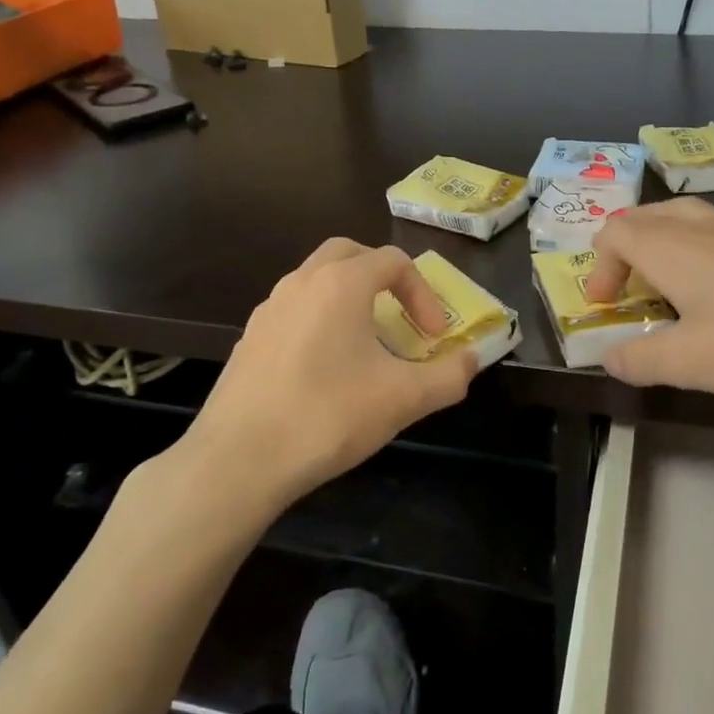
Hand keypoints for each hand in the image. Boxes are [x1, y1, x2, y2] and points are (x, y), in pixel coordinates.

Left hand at [170, 238, 478, 508]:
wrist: (240, 459)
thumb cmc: (329, 416)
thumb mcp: (404, 399)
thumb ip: (449, 376)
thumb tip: (473, 360)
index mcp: (340, 284)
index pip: (393, 261)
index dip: (424, 294)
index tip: (433, 337)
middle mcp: (301, 283)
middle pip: (349, 254)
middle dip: (383, 277)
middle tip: (400, 314)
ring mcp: (269, 309)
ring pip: (317, 281)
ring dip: (349, 298)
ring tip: (366, 344)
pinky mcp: (250, 339)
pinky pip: (294, 311)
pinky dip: (320, 321)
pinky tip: (325, 369)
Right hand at [582, 199, 713, 396]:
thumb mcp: (691, 362)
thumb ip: (639, 360)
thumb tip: (609, 357)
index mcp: (671, 247)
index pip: (615, 231)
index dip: (600, 266)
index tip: (606, 306)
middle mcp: (703, 227)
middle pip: (648, 215)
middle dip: (626, 248)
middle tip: (629, 288)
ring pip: (687, 219)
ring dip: (664, 245)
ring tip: (670, 285)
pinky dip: (702, 252)